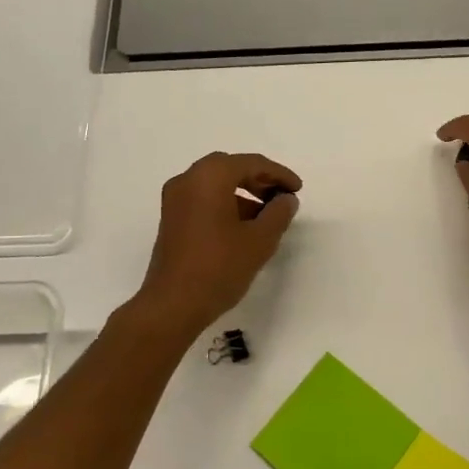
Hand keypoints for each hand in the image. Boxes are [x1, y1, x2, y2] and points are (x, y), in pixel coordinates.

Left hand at [132, 152, 301, 338]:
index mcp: (209, 176)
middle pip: (231, 168)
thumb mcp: (259, 240)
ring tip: (267, 217)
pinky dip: (226, 204)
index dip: (279, 174)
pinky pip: (203, 199)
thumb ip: (278, 213)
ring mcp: (175, 199)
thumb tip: (286, 199)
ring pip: (216, 184)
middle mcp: (188, 179)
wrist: (172, 305)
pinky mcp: (171, 219)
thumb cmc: (219, 267)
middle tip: (283, 198)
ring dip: (243, 193)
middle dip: (260, 180)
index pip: (251, 163)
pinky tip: (244, 228)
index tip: (298, 190)